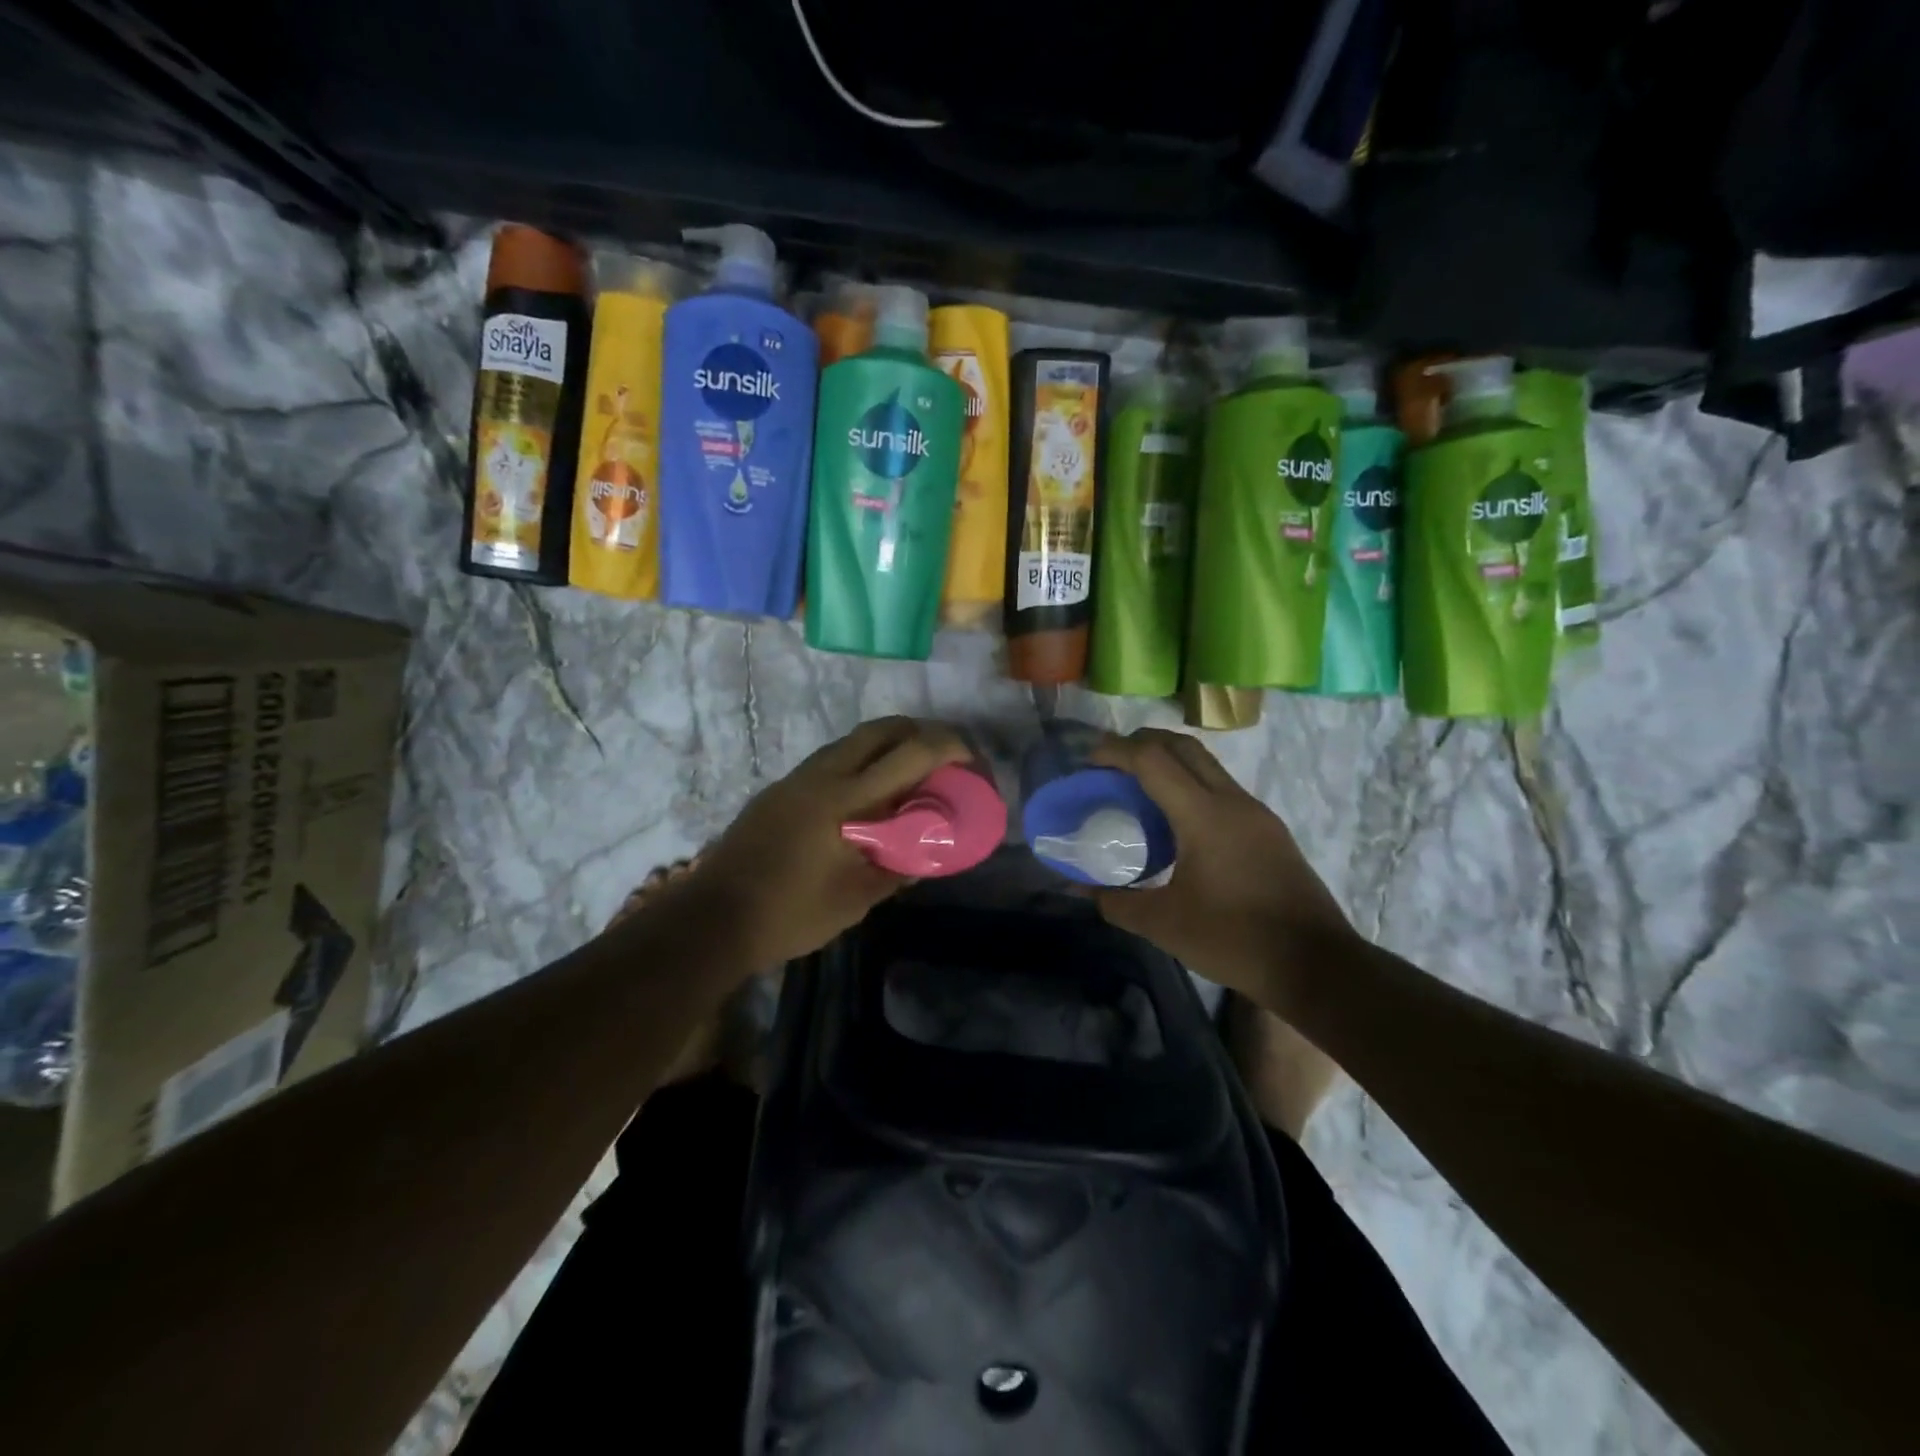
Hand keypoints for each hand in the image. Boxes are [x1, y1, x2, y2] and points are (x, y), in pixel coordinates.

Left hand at [669, 716, 972, 970]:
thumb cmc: (790, 914)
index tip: (972, 761)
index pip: (910, 753)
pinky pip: (834, 758)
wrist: (713, 918)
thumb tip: (923, 854)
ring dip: (890, 744)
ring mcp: (798, 778)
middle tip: (946, 758)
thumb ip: (897, 868)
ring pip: (855, 740)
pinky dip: (864, 761)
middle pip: (883, 728)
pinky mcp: (781, 789)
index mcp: (846, 800)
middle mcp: (823, 775)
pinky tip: (869, 796)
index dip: (949, 747)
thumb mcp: (856, 899)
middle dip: (923, 732)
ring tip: (913, 775)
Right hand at [1089, 729, 1358, 998]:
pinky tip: (1174, 821)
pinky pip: (1220, 788)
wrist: (1317, 966)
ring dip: (1168, 762)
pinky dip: (1189, 785)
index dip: (1115, 751)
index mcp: (1204, 815)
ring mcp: (1256, 813)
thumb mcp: (1164, 925)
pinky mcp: (1269, 830)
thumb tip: (1081, 888)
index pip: (1152, 759)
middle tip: (1109, 764)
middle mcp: (1232, 801)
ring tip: (1136, 788)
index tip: (1088, 762)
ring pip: (1205, 765)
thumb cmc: (1235, 940)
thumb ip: (1116, 902)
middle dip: (1141, 743)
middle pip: (1182, 746)